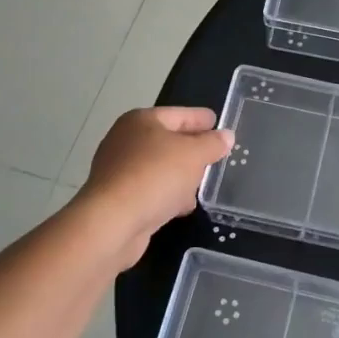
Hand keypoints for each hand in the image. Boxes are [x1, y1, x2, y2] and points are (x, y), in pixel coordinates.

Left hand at [83, 107, 232, 263]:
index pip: (179, 114)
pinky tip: (181, 206)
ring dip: (180, 176)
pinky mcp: (117, 199)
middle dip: (191, 149)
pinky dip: (166, 195)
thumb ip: (213, 143)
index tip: (218, 122)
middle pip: (167, 140)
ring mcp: (118, 171)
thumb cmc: (155, 176)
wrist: (112, 223)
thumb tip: (226, 136)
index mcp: (141, 121)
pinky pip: (150, 190)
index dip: (200, 118)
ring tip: (202, 184)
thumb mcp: (194, 154)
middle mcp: (125, 141)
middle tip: (215, 155)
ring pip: (159, 168)